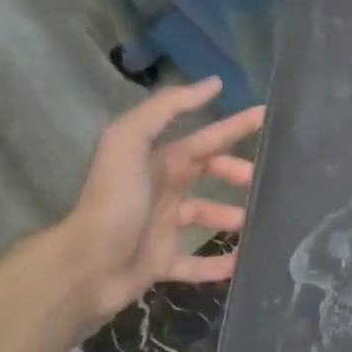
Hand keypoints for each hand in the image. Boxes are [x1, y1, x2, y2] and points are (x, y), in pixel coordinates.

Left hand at [50, 77, 263, 337]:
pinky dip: (219, 264)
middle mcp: (160, 190)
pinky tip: (243, 263)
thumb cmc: (114, 200)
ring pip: (205, 216)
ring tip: (257, 223)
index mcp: (157, 161)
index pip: (204, 139)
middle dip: (236, 172)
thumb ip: (166, 108)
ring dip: (232, 217)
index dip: (234, 126)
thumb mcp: (130, 141)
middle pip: (206, 173)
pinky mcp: (159, 263)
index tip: (267, 118)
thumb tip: (212, 84)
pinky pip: (195, 264)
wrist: (84, 266)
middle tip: (264, 181)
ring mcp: (160, 228)